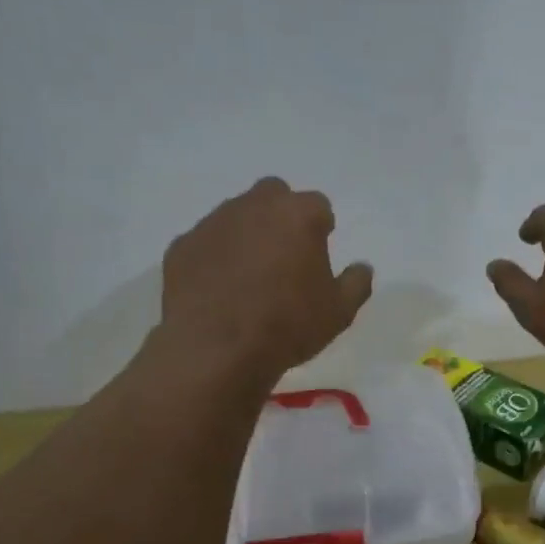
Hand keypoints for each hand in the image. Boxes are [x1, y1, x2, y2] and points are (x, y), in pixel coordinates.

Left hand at [162, 178, 372, 383]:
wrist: (218, 348)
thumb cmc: (289, 325)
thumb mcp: (339, 312)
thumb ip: (356, 283)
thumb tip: (362, 268)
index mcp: (298, 215)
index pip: (318, 206)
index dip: (321, 229)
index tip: (318, 256)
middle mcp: (254, 206)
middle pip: (274, 195)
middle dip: (281, 217)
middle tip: (284, 257)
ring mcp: (213, 223)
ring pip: (236, 216)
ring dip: (247, 235)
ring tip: (249, 278)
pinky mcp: (182, 246)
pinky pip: (205, 243)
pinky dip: (215, 258)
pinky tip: (219, 291)